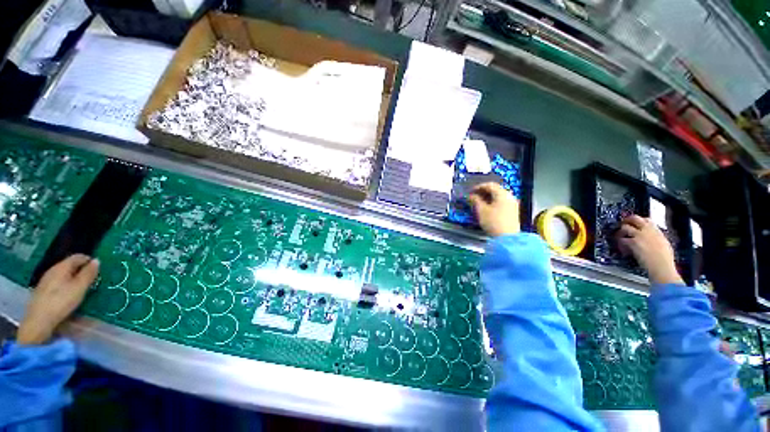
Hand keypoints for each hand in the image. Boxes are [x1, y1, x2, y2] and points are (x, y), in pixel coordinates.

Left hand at [17, 254, 99, 344]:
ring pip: (63, 275)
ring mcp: (46, 280)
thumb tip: (96, 261)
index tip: (99, 268)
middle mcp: (53, 270)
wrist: (38, 320)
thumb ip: (88, 274)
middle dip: (81, 270)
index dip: (89, 260)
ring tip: (82, 288)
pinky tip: (69, 295)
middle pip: (70, 265)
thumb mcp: (79, 288)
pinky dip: (66, 285)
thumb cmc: (61, 301)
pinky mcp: (43, 290)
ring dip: (74, 278)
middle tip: (92, 280)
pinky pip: (58, 283)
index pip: (78, 257)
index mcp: (62, 266)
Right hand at [469, 182, 519, 236]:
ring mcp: (512, 204)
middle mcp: (509, 196)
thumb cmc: (493, 222)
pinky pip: (501, 202)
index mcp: (502, 194)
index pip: (490, 185)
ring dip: (488, 198)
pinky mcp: (513, 211)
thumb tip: (471, 196)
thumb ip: (475, 200)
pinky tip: (487, 208)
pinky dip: (493, 203)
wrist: (507, 238)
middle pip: (495, 190)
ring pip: (498, 197)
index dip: (479, 187)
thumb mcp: (481, 210)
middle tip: (474, 197)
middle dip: (483, 192)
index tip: (471, 191)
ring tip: (478, 203)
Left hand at [616, 215, 682, 285]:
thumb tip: (651, 238)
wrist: (662, 266)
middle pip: (634, 219)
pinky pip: (622, 239)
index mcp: (657, 231)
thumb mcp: (664, 244)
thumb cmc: (665, 259)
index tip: (634, 223)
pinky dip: (620, 243)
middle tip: (622, 225)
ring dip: (620, 232)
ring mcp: (640, 236)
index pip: (647, 220)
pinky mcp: (632, 242)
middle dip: (626, 220)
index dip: (638, 220)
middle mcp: (648, 231)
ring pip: (625, 227)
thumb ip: (656, 238)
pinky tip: (622, 248)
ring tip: (619, 238)